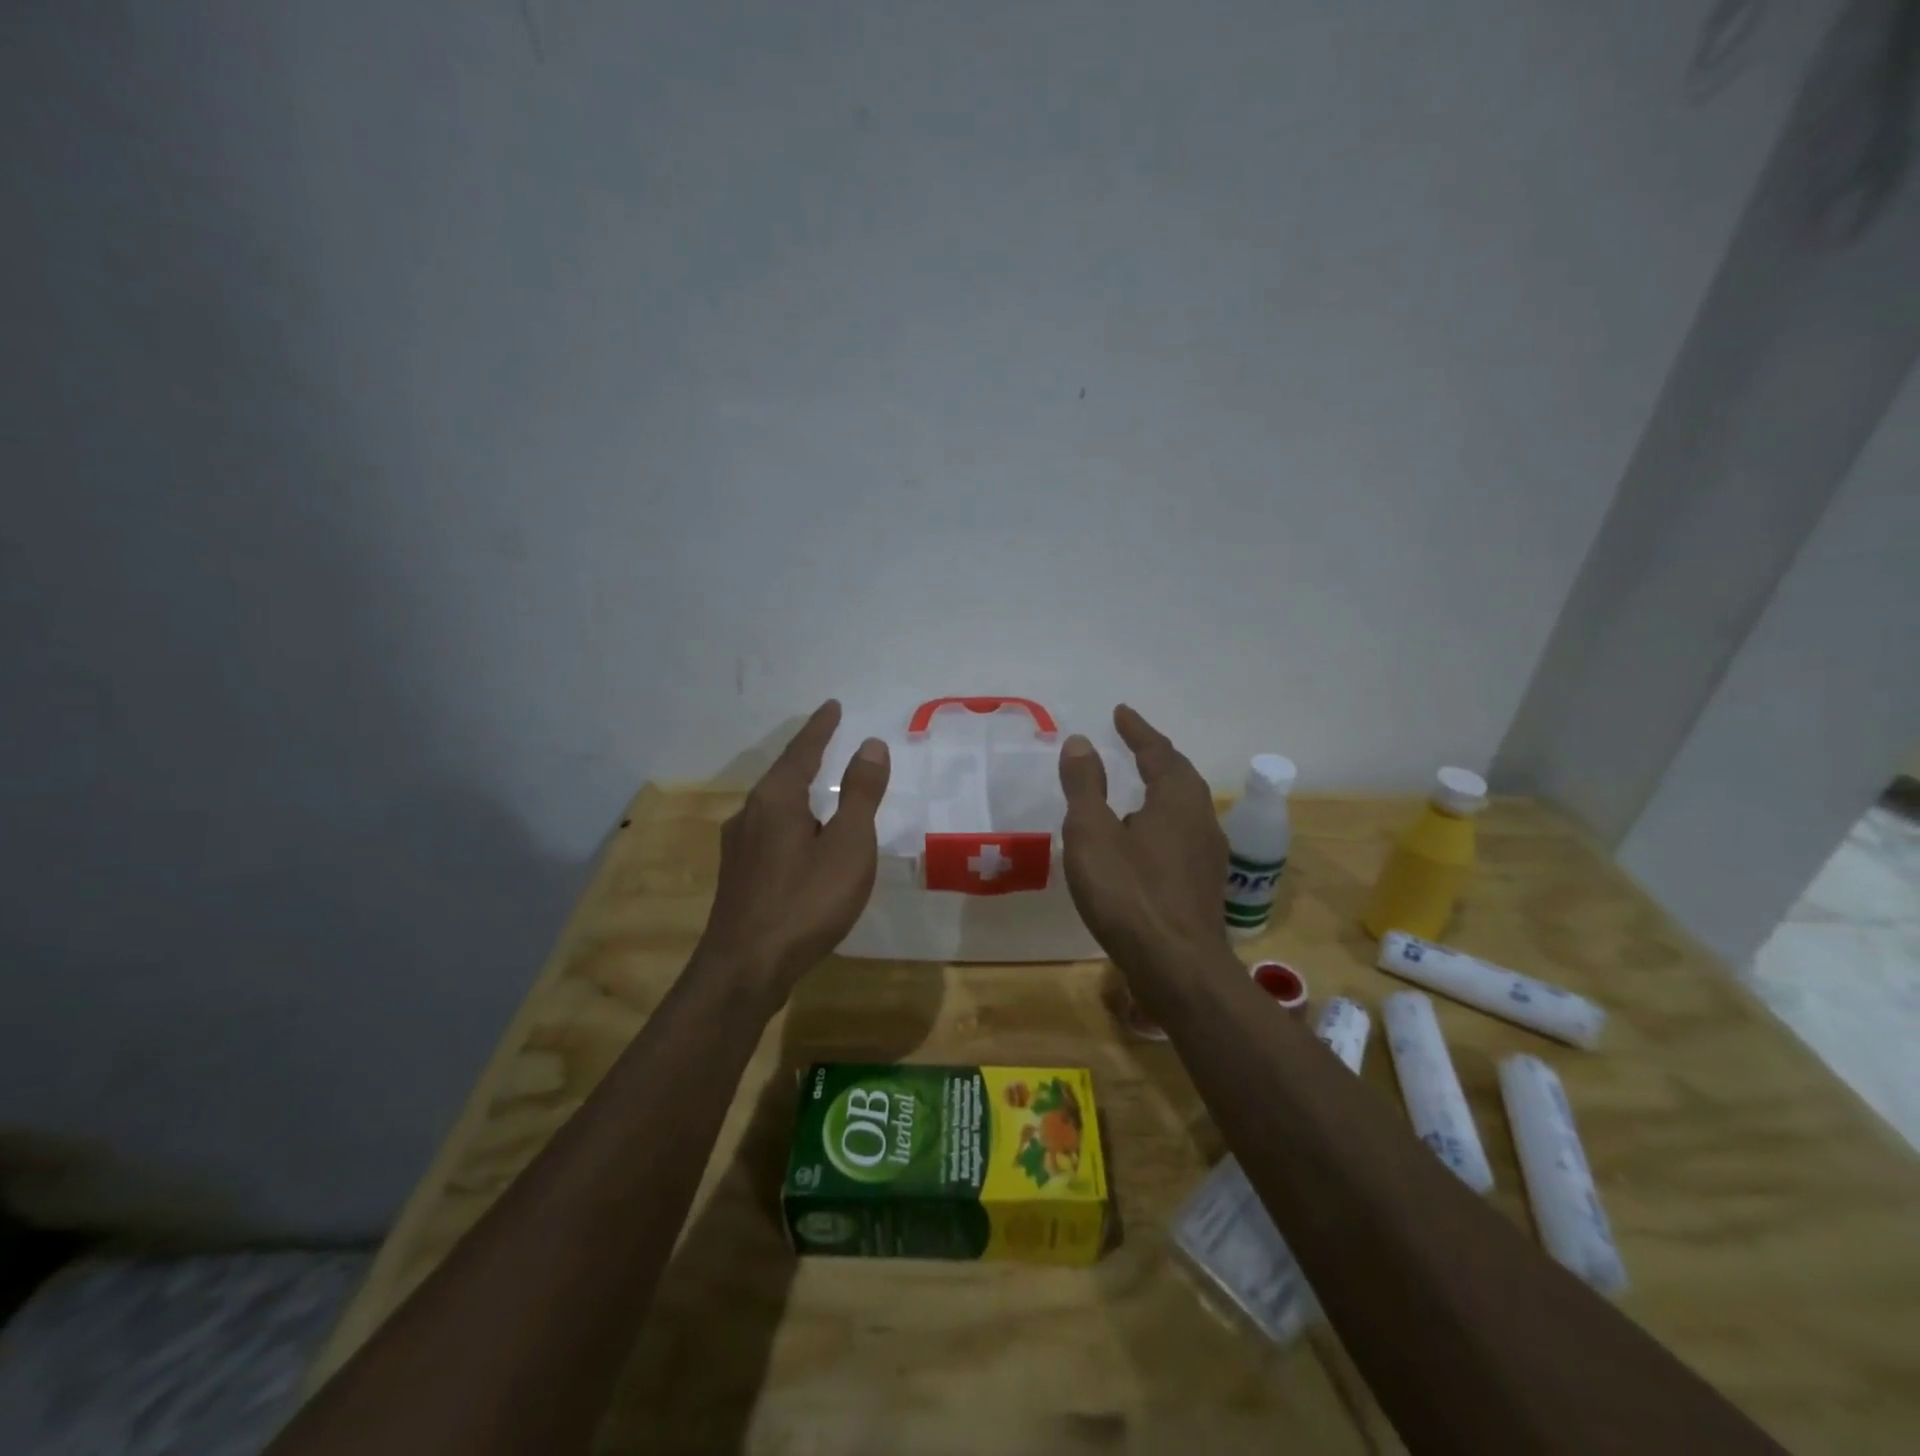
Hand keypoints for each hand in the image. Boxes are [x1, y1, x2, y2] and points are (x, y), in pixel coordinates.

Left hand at [698, 700, 890, 997]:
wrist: (745, 968)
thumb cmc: (806, 901)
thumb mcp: (848, 845)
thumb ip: (861, 794)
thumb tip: (871, 744)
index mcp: (776, 799)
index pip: (803, 750)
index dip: (821, 727)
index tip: (833, 706)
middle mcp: (750, 813)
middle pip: (783, 775)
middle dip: (807, 756)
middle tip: (828, 740)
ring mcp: (738, 846)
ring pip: (773, 806)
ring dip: (797, 791)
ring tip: (819, 789)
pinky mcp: (737, 875)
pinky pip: (769, 831)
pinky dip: (791, 820)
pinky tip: (799, 840)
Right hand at [1057, 705, 1228, 972]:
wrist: (1177, 967)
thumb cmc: (1129, 893)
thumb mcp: (1092, 833)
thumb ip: (1085, 786)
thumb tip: (1081, 742)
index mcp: (1177, 799)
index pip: (1158, 752)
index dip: (1137, 731)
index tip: (1120, 712)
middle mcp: (1201, 819)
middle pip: (1179, 776)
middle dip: (1155, 756)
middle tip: (1131, 743)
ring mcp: (1208, 855)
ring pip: (1184, 807)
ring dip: (1161, 789)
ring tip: (1136, 786)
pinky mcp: (1204, 884)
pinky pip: (1183, 834)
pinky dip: (1162, 821)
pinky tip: (1144, 840)